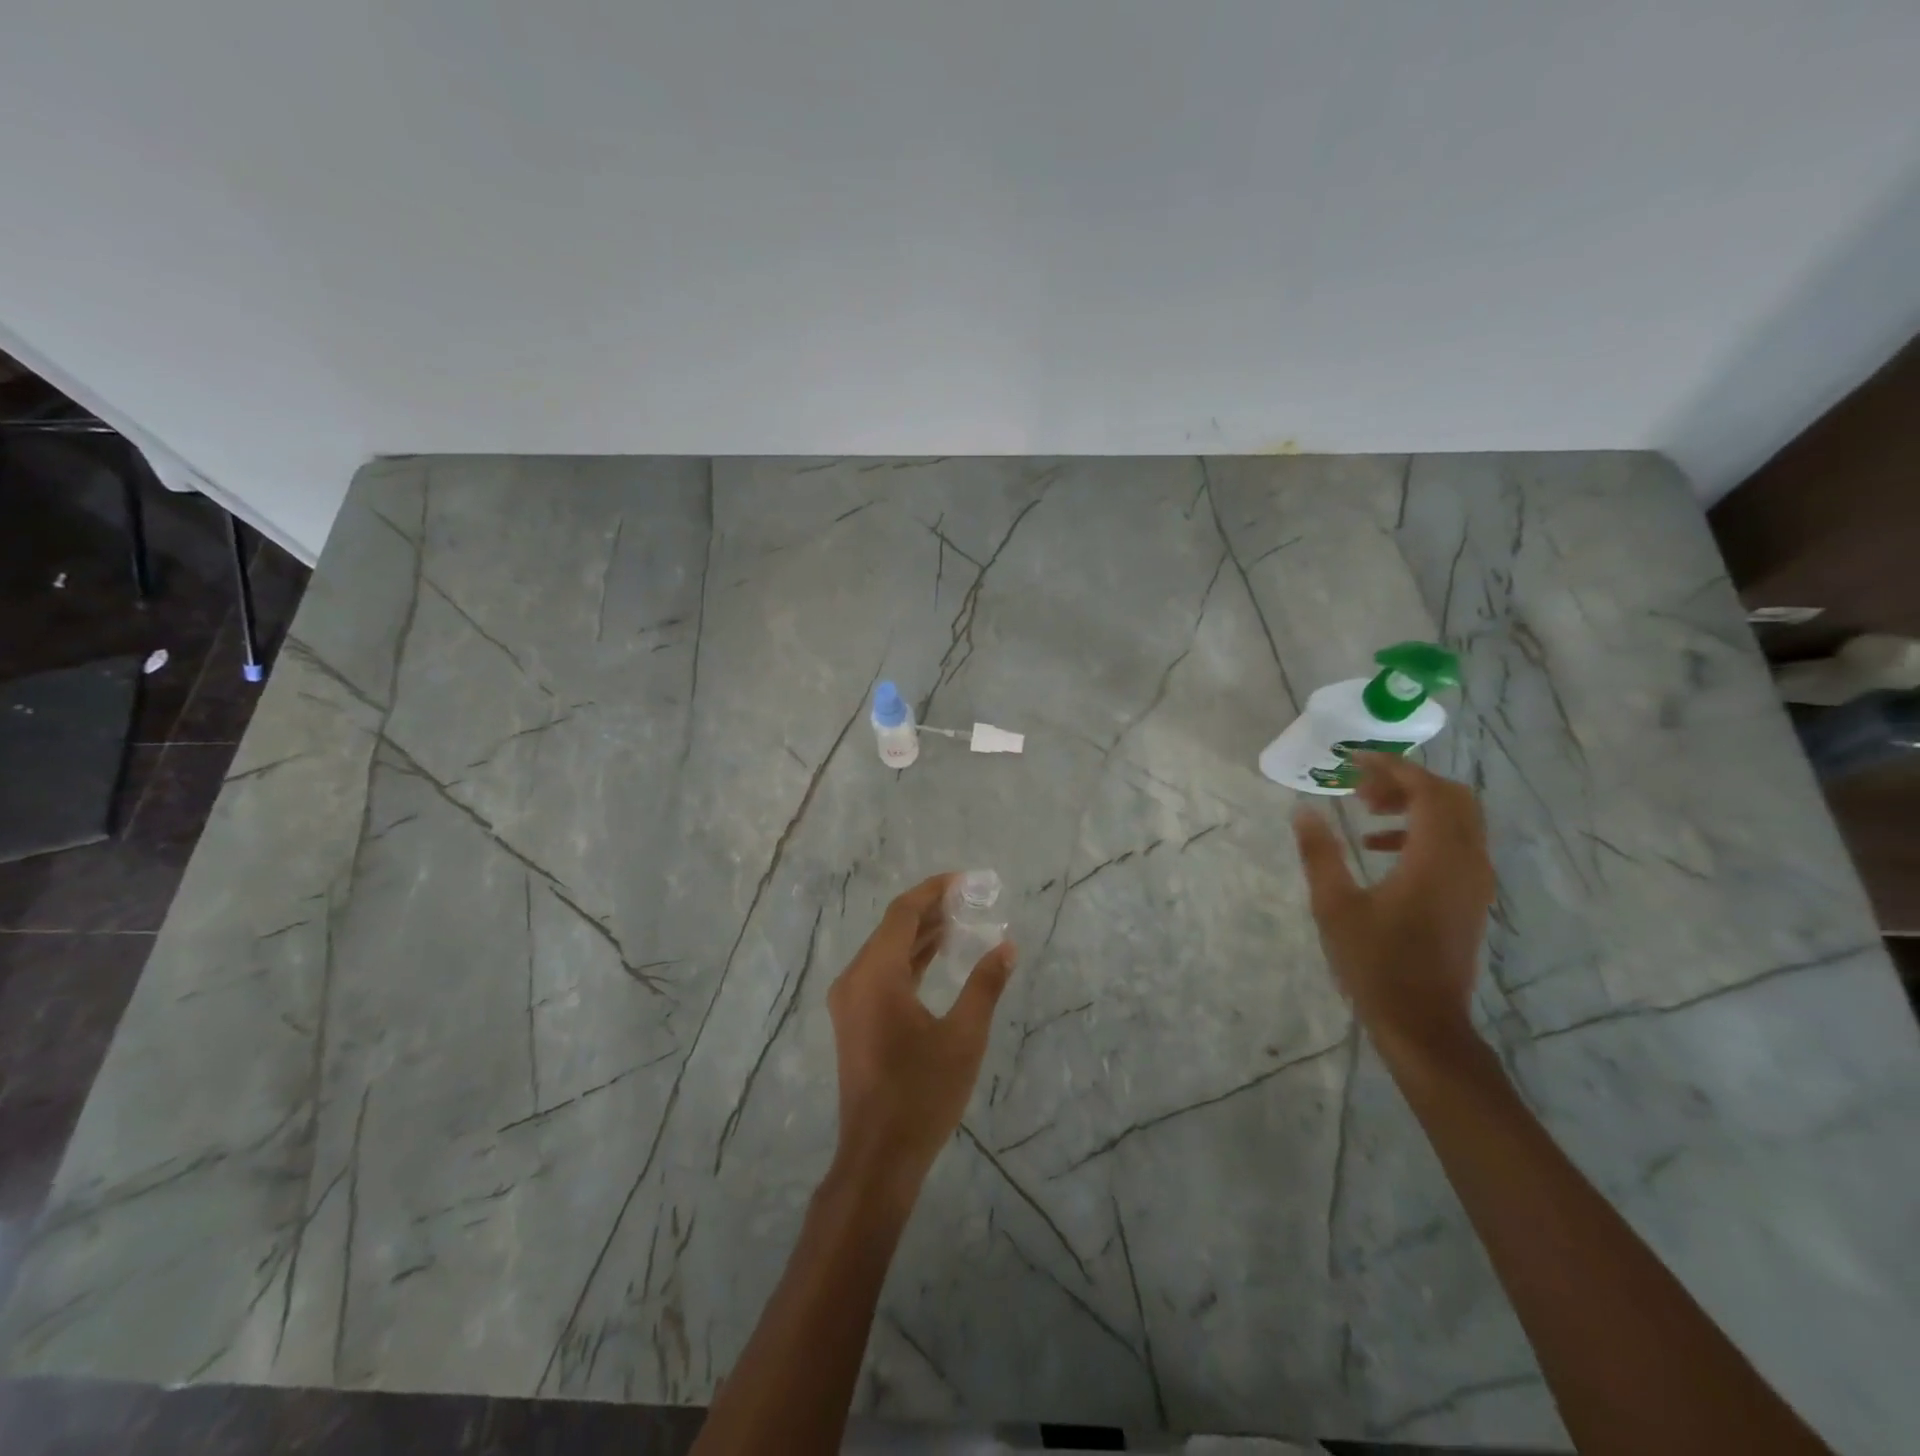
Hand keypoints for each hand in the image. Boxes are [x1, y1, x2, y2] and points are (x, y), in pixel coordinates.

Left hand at [826, 874, 1016, 1196]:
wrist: (878, 1156)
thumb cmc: (922, 1094)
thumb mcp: (964, 1037)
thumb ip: (985, 985)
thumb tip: (1007, 947)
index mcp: (876, 975)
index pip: (903, 913)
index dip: (934, 891)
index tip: (965, 881)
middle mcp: (855, 979)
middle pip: (891, 928)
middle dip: (929, 910)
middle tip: (969, 900)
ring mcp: (849, 1000)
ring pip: (885, 950)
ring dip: (919, 934)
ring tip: (959, 921)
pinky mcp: (853, 1019)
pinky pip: (880, 972)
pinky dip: (908, 959)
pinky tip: (935, 956)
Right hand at [1292, 753, 1493, 1065]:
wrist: (1422, 1022)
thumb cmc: (1374, 963)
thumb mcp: (1334, 906)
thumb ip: (1320, 853)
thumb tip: (1302, 810)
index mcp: (1436, 860)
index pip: (1428, 791)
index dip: (1393, 768)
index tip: (1353, 762)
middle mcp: (1467, 862)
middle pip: (1452, 797)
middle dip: (1407, 782)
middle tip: (1362, 788)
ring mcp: (1475, 881)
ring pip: (1458, 819)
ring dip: (1416, 805)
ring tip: (1367, 813)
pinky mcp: (1470, 896)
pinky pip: (1456, 843)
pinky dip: (1423, 830)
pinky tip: (1381, 848)